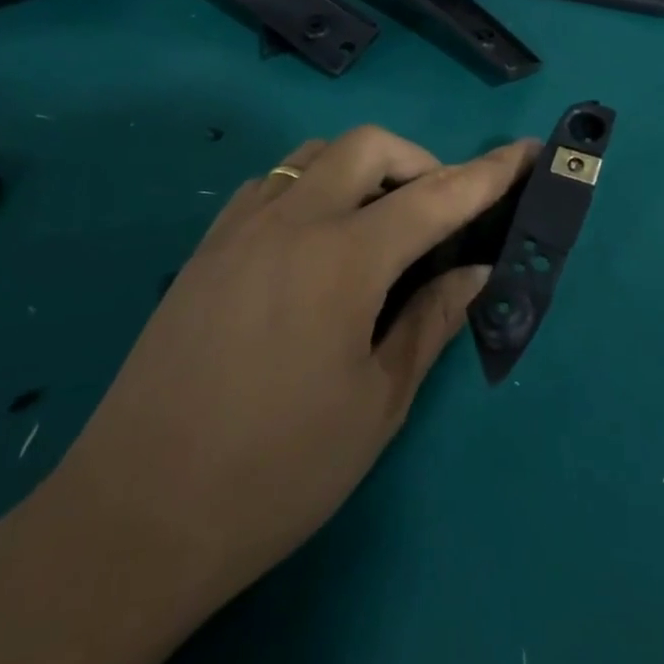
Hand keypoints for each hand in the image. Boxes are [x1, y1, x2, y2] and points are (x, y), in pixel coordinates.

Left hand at [48, 125, 537, 625]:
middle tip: (438, 214)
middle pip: (369, 146)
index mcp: (344, 259)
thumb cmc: (276, 472)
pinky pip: (271, 184)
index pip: (438, 195)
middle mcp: (292, 221)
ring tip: (378, 224)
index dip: (491, 172)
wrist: (134, 517)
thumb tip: (476, 274)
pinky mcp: (205, 249)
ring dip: (362, 169)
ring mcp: (241, 228)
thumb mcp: (377, 404)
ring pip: (314, 156)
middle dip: (420, 162)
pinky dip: (311, 187)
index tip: (528, 151)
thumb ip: (431, 322)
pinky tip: (314, 240)